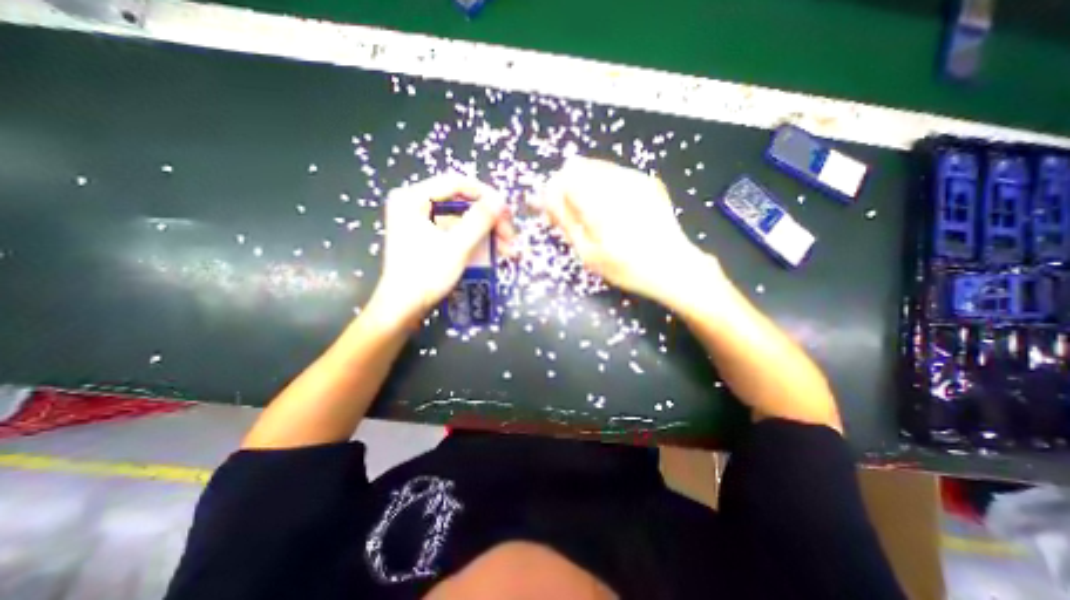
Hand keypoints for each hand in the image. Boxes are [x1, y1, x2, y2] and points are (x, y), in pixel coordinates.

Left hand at [372, 173, 515, 327]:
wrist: (403, 307)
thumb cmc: (426, 274)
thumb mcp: (457, 246)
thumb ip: (480, 220)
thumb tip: (500, 201)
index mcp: (413, 198)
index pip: (456, 183)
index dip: (486, 195)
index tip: (507, 211)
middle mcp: (415, 204)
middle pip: (461, 202)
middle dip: (490, 220)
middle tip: (510, 236)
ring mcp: (420, 222)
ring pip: (462, 219)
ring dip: (487, 232)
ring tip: (508, 249)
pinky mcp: (427, 237)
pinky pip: (456, 231)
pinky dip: (475, 240)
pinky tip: (494, 252)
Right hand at [536, 154, 717, 302]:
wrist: (673, 266)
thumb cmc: (627, 268)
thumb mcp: (589, 253)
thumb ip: (566, 221)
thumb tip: (547, 199)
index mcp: (599, 202)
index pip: (562, 179)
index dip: (552, 193)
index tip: (551, 211)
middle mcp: (616, 181)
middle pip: (577, 167)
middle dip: (566, 187)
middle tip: (568, 213)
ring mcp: (634, 178)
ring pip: (594, 167)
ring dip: (583, 185)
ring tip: (589, 213)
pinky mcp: (646, 180)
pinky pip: (613, 173)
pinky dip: (602, 186)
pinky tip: (610, 209)